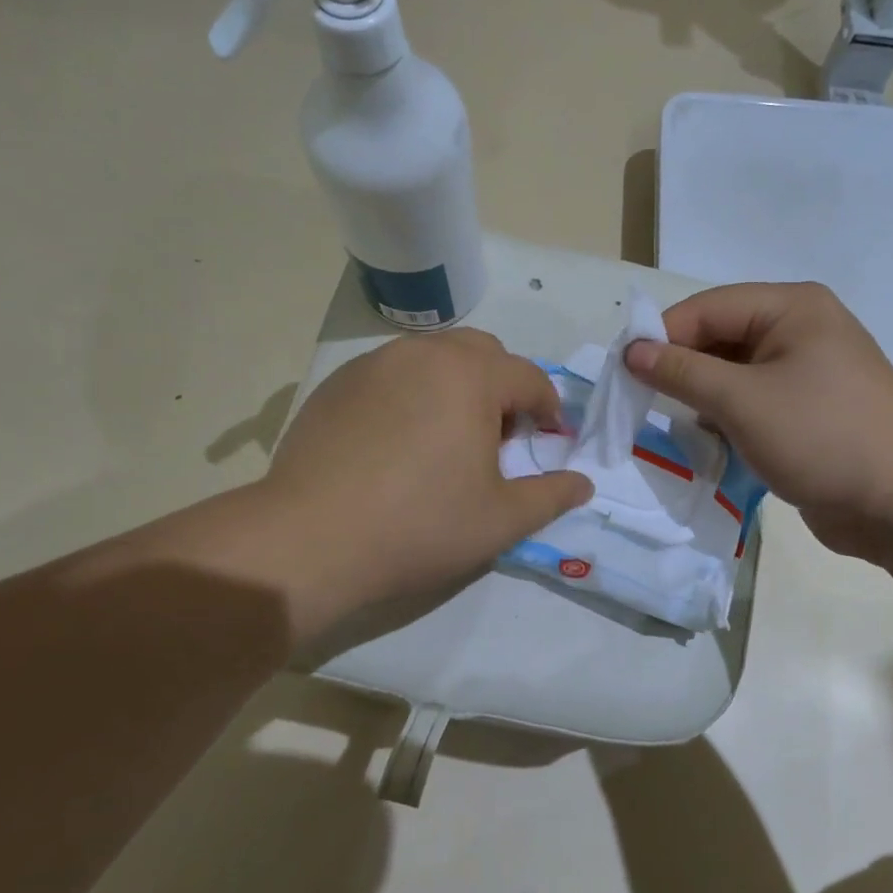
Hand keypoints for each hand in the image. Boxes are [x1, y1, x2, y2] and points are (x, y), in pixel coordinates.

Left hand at [147, 330, 591, 639]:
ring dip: (457, 386)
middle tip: (499, 437)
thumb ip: (551, 496)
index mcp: (471, 375)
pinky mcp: (337, 384)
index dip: (549, 409)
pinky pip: (393, 374)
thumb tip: (583, 484)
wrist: (310, 538)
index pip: (529, 378)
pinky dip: (413, 394)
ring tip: (448, 438)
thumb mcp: (501, 520)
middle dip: (503, 387)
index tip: (550, 440)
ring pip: (435, 358)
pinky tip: (398, 442)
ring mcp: (375, 364)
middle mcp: (424, 354)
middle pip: (483, 353)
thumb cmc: (419, 525)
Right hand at [623, 283, 892, 557]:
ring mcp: (807, 371)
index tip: (622, 371)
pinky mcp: (808, 410)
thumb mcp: (742, 400)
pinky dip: (727, 417)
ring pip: (734, 373)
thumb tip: (631, 351)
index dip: (662, 335)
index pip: (708, 307)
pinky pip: (753, 401)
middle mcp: (800, 329)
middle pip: (721, 337)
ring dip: (702, 396)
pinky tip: (709, 440)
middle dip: (682, 368)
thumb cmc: (822, 436)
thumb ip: (682, 372)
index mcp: (792, 307)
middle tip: (640, 400)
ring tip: (672, 423)